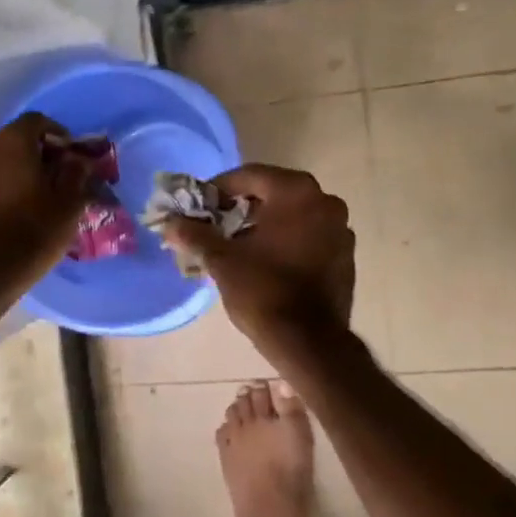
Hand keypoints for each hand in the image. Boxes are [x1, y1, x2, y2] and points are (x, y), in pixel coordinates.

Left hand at [0, 113, 93, 301]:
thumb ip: (76, 172)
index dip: (58, 134)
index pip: (37, 121)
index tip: (72, 156)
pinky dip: (1, 193)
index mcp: (11, 142)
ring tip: (37, 200)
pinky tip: (15, 216)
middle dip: (38, 156)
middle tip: (58, 179)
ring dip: (18, 175)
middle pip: (16, 143)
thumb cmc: (34, 230)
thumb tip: (77, 160)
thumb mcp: (69, 202)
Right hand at [163, 164, 354, 347]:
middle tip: (216, 224)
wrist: (308, 341)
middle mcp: (325, 201)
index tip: (201, 206)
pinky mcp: (345, 255)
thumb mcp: (221, 259)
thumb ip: (195, 234)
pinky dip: (287, 239)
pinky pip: (309, 235)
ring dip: (265, 223)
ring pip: (293, 214)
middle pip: (274, 192)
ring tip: (237, 245)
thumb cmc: (262, 290)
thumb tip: (170, 223)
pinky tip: (266, 261)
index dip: (220, 188)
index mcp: (296, 192)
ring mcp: (340, 229)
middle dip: (242, 206)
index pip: (250, 175)